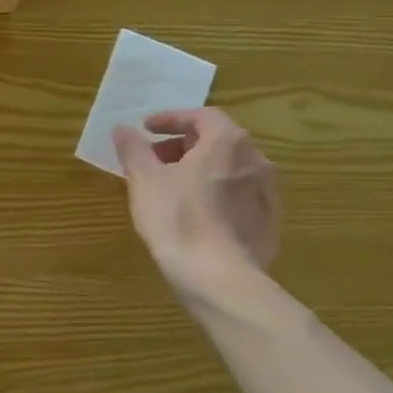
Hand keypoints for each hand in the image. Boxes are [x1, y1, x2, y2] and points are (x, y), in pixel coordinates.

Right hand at [113, 108, 279, 298]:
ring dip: (200, 171)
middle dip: (183, 146)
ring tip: (171, 189)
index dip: (171, 119)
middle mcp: (256, 160)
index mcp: (228, 142)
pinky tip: (194, 215)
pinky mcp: (268, 223)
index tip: (146, 129)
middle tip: (154, 160)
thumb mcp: (144, 180)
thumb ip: (133, 149)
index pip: (202, 116)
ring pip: (229, 170)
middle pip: (217, 142)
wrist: (218, 276)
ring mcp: (268, 193)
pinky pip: (238, 197)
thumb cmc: (177, 218)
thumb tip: (123, 129)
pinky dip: (214, 195)